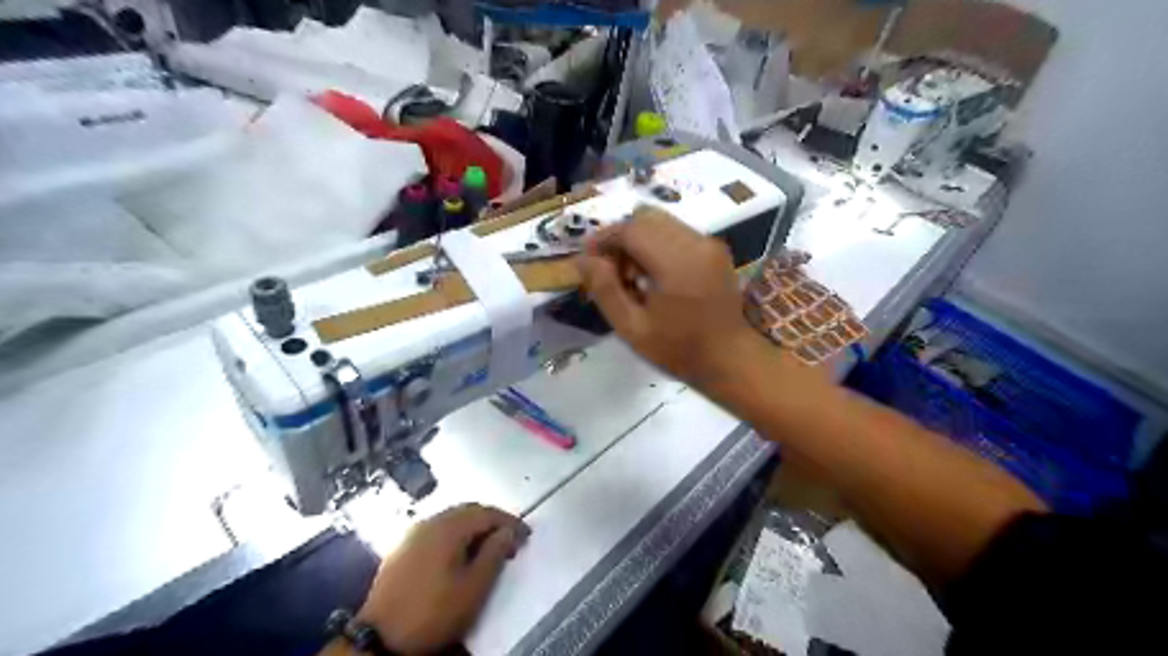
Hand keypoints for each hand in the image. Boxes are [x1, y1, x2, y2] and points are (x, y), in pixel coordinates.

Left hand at [358, 504, 533, 653]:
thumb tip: (507, 532)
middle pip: (469, 511)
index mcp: (448, 527)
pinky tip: (460, 555)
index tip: (526, 537)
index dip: (510, 522)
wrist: (381, 639)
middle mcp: (430, 522)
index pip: (487, 513)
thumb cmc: (434, 612)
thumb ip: (494, 554)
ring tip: (488, 549)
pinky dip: (455, 536)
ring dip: (474, 529)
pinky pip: (437, 531)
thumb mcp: (474, 587)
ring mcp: (413, 534)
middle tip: (510, 542)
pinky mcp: (402, 548)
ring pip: (452, 520)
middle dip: (492, 522)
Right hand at [573, 207, 756, 387]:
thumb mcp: (632, 328)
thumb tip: (583, 259)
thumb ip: (605, 290)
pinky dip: (657, 243)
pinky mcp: (715, 248)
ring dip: (639, 239)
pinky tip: (653, 273)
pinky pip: (677, 231)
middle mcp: (696, 243)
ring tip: (631, 274)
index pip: (632, 229)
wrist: (729, 358)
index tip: (588, 257)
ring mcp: (709, 243)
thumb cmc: (678, 349)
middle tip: (609, 269)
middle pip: (646, 218)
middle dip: (621, 237)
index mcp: (677, 264)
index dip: (604, 238)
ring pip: (662, 221)